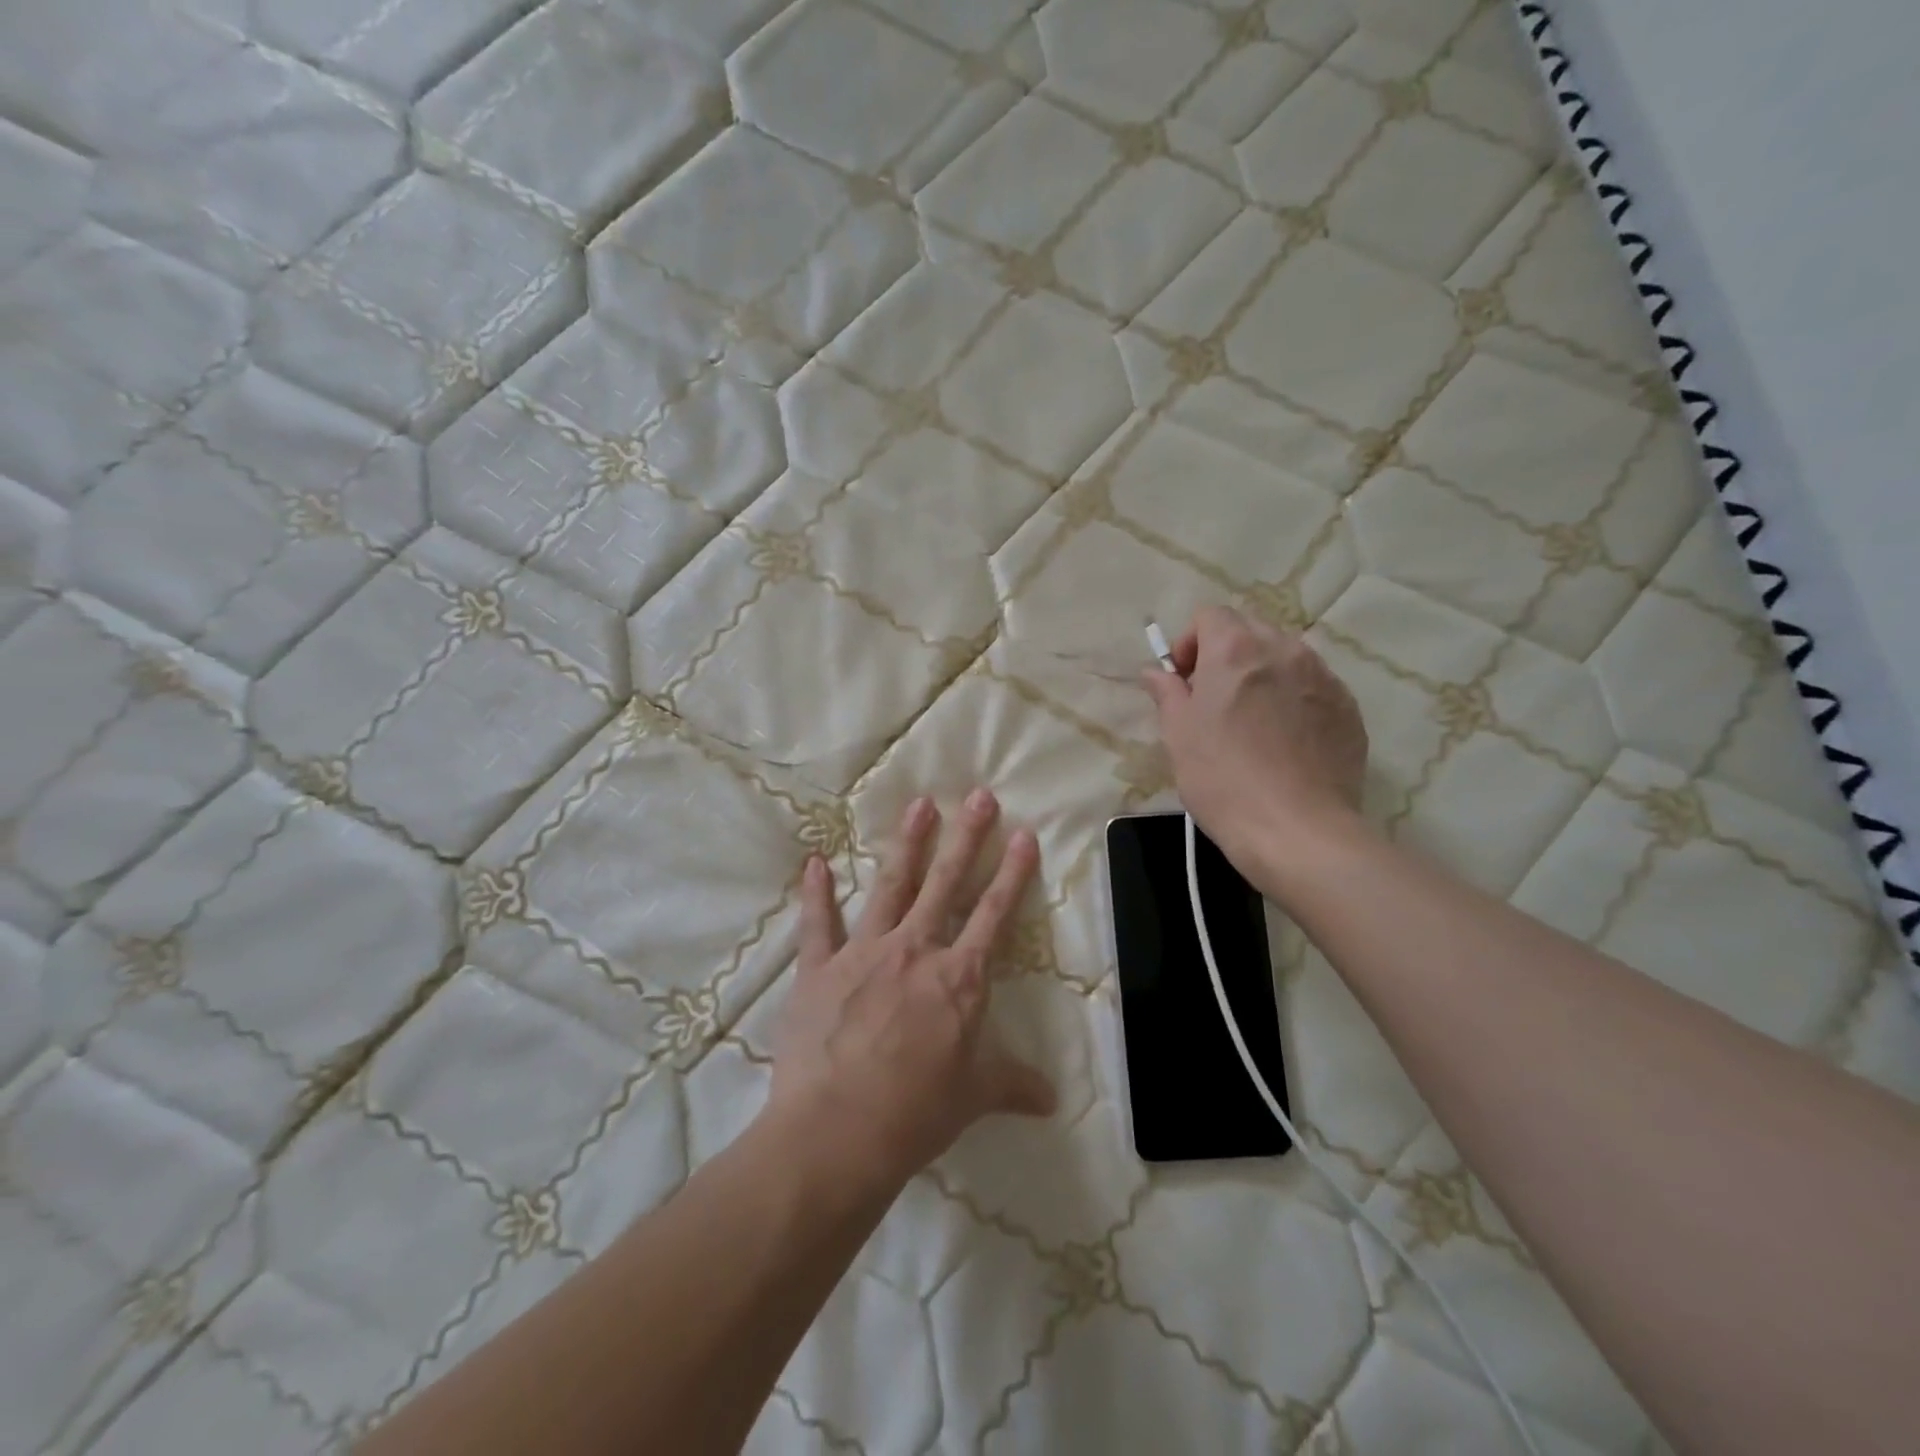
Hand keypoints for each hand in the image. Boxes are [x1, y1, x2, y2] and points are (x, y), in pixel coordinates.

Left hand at [767, 789, 1056, 1196]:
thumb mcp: (974, 1097)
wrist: (838, 1132)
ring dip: (907, 844)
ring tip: (920, 805)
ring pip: (891, 886)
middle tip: (979, 796)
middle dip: (966, 837)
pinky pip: (818, 923)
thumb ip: (1013, 1085)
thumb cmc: (916, 1112)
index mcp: (958, 978)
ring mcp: (864, 953)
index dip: (1012, 873)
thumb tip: (1052, 1100)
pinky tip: (815, 863)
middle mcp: (915, 950)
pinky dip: (816, 893)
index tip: (1023, 834)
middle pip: (946, 883)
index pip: (994, 914)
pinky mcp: (819, 968)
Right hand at [1142, 606, 1369, 877]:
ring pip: (1284, 658)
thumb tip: (1157, 672)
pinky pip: (1313, 687)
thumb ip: (1167, 693)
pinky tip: (1283, 743)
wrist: (1297, 830)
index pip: (1209, 615)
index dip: (1189, 643)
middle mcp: (1285, 650)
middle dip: (1225, 656)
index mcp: (1236, 649)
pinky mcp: (1348, 709)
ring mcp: (1324, 677)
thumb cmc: (1222, 778)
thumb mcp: (1179, 735)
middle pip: (1249, 631)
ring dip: (1261, 676)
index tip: (1182, 682)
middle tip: (1212, 702)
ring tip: (1250, 723)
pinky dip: (1293, 700)